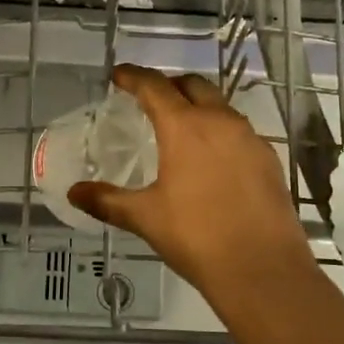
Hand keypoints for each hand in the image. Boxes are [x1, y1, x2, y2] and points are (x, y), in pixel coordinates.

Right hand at [67, 64, 316, 304]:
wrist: (262, 269)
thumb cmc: (196, 236)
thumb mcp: (145, 217)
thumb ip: (107, 201)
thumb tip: (73, 193)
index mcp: (186, 127)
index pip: (155, 87)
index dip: (134, 77)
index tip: (119, 75)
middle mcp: (221, 122)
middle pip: (193, 86)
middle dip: (168, 85)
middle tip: (149, 98)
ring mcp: (250, 139)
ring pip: (220, 106)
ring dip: (197, 106)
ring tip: (179, 127)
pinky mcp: (269, 160)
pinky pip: (239, 132)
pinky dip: (219, 131)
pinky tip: (211, 159)